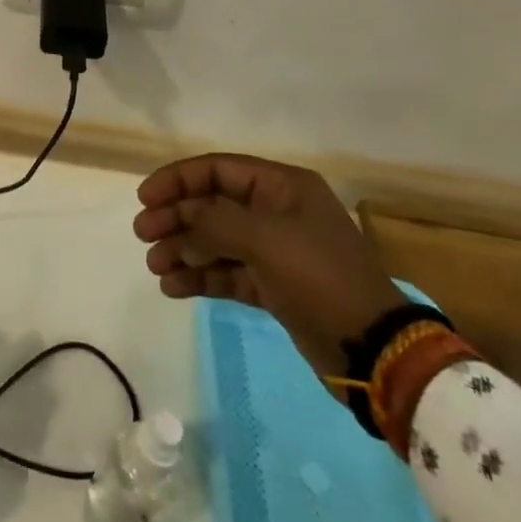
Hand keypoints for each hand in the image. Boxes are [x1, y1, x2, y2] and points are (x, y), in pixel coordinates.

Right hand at [133, 153, 403, 378]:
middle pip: (211, 204)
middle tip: (143, 234)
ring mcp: (275, 250)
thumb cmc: (320, 277)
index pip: (216, 170)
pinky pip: (226, 272)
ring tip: (155, 267)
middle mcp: (276, 211)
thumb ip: (213, 221)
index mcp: (281, 187)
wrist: (376, 351)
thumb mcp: (264, 239)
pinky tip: (174, 286)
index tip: (146, 198)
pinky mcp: (274, 286)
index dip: (177, 180)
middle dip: (175, 218)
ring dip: (182, 250)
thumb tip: (181, 221)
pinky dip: (199, 276)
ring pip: (214, 240)